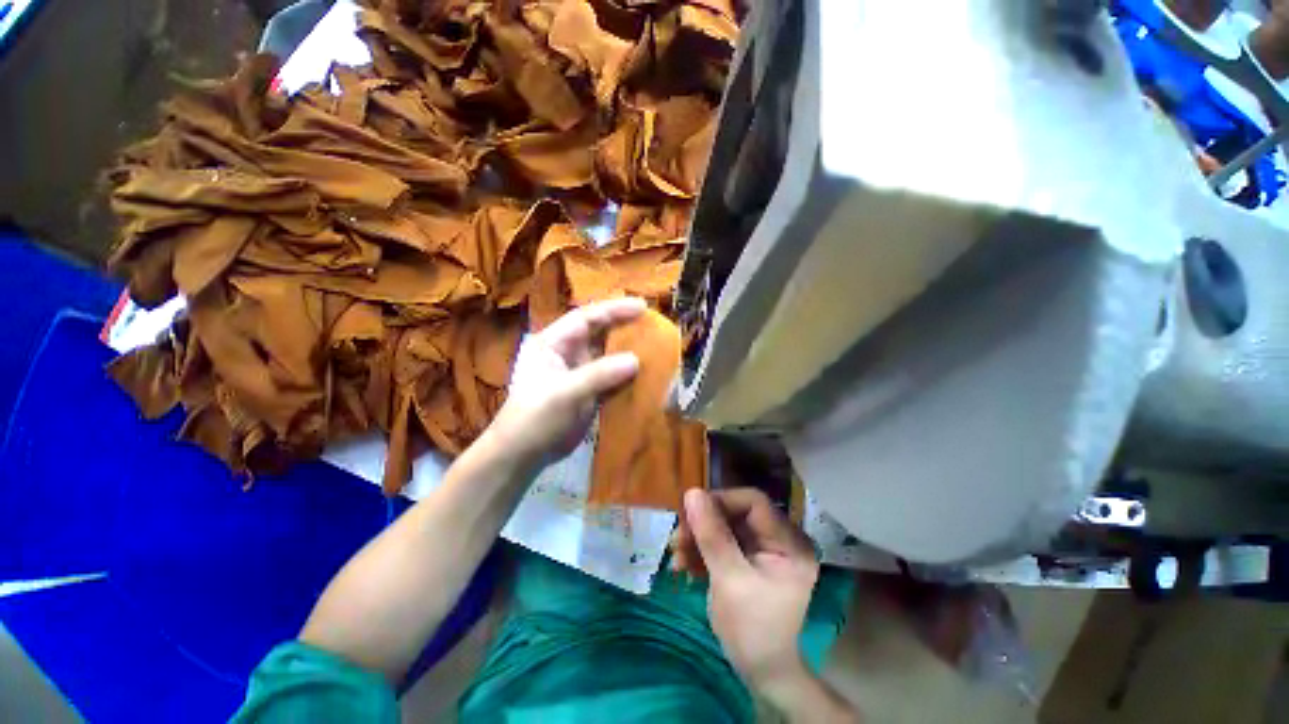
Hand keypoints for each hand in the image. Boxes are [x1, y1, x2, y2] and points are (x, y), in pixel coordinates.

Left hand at [488, 297, 644, 467]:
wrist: (524, 453)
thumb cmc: (535, 417)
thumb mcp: (564, 392)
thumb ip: (599, 374)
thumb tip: (636, 360)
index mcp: (553, 342)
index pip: (586, 318)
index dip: (614, 309)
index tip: (642, 306)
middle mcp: (567, 352)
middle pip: (600, 333)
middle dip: (624, 327)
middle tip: (654, 324)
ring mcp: (579, 372)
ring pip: (608, 354)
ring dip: (629, 351)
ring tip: (656, 346)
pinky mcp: (589, 391)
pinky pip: (612, 376)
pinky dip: (628, 374)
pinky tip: (647, 373)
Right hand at [673, 487, 819, 689]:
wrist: (762, 674)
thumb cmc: (752, 630)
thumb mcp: (729, 580)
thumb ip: (712, 535)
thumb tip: (692, 492)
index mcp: (789, 543)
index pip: (754, 502)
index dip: (721, 501)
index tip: (690, 512)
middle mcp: (781, 540)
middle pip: (737, 513)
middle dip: (704, 524)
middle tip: (677, 538)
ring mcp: (766, 550)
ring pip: (726, 527)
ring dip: (698, 538)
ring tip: (676, 556)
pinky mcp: (751, 560)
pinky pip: (724, 543)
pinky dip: (703, 551)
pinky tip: (684, 565)